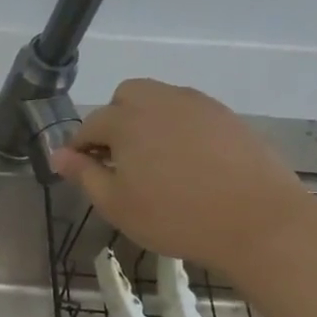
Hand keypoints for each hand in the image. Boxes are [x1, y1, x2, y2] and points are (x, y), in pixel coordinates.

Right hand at [49, 78, 313, 274]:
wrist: (258, 221)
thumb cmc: (175, 217)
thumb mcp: (116, 204)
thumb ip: (84, 174)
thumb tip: (58, 155)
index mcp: (127, 121)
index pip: (90, 125)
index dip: (79, 148)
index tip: (80, 171)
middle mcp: (161, 101)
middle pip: (126, 95)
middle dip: (114, 120)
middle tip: (118, 159)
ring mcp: (199, 106)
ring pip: (160, 99)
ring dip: (147, 121)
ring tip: (153, 160)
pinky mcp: (228, 117)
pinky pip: (190, 112)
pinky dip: (178, 128)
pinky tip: (186, 162)